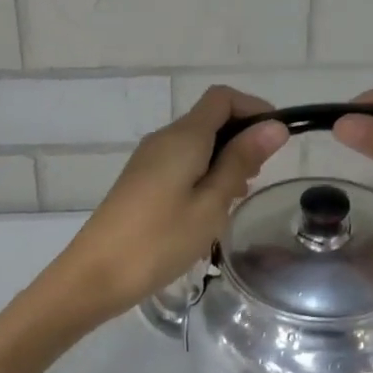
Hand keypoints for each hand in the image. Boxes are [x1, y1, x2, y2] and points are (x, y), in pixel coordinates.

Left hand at [41, 86, 288, 324]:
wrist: (95, 274)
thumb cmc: (160, 240)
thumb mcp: (211, 203)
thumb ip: (241, 161)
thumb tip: (273, 126)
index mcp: (183, 137)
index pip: (222, 98)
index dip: (254, 109)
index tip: (277, 140)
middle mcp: (164, 138)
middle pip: (210, 118)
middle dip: (242, 138)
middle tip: (259, 178)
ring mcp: (149, 160)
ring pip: (197, 143)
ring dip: (224, 159)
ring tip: (238, 197)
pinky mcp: (141, 181)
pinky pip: (182, 162)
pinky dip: (205, 173)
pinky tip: (212, 207)